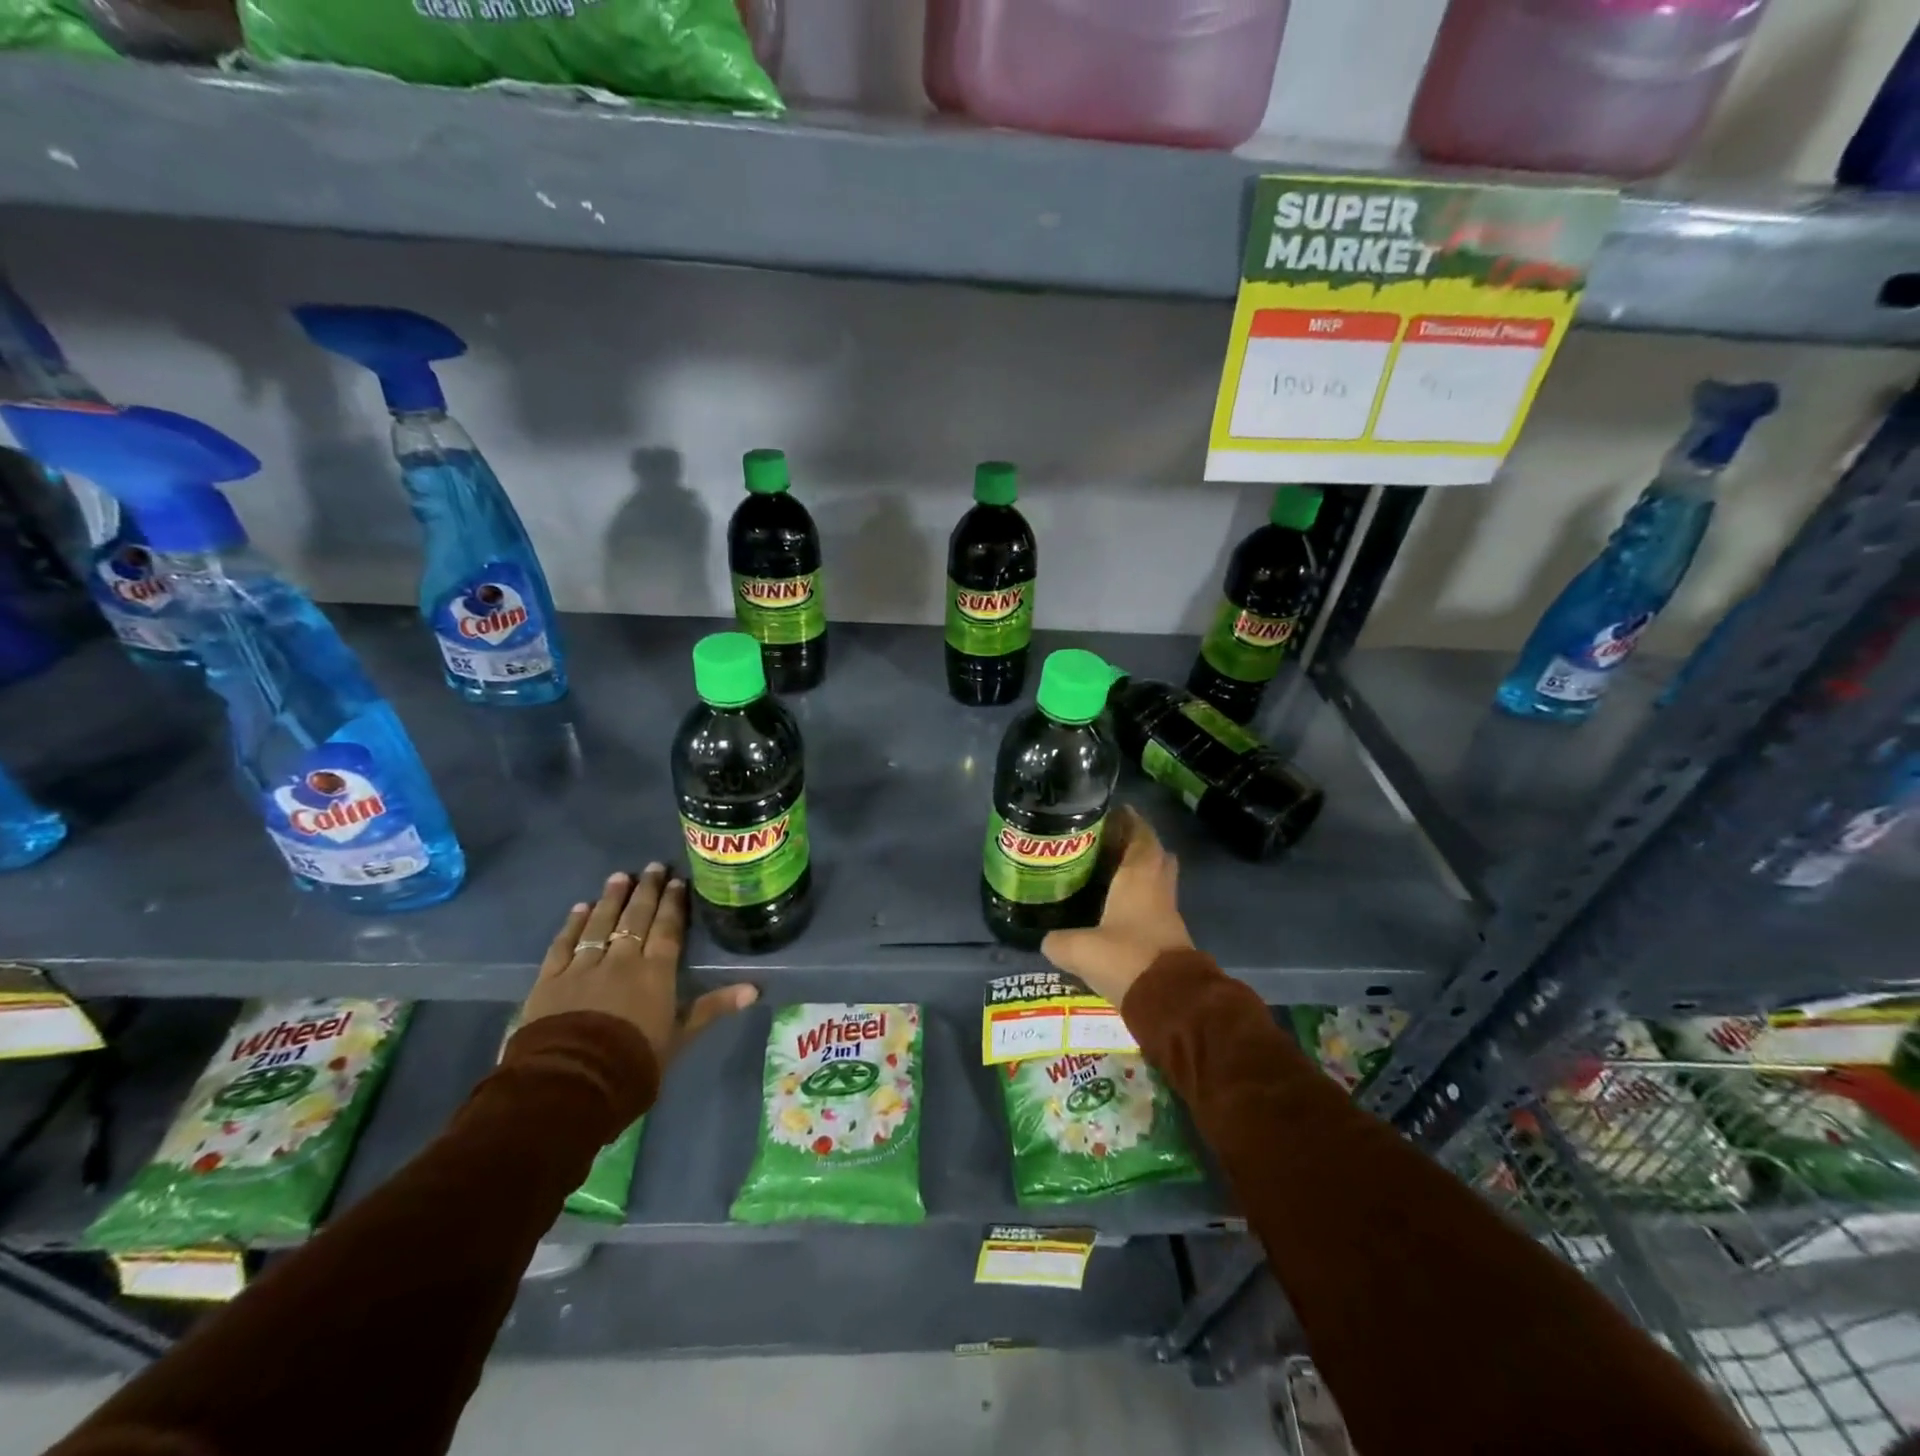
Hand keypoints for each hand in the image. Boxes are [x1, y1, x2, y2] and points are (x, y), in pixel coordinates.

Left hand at [521, 865, 756, 1068]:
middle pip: (636, 918)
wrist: (572, 1081)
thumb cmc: (634, 1061)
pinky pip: (564, 944)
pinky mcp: (550, 979)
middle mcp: (621, 960)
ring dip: (611, 898)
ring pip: (600, 923)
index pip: (667, 928)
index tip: (677, 881)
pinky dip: (573, 924)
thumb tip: (754, 989)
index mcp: (655, 972)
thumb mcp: (680, 1037)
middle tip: (653, 867)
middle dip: (646, 890)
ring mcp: (583, 966)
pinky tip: (580, 909)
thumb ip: (713, 1007)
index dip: (673, 904)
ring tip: (619, 876)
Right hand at [1042, 806, 1192, 1007]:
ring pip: (1158, 881)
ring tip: (1109, 875)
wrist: (1170, 1000)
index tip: (1115, 812)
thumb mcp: (1079, 949)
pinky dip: (1140, 900)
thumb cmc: (1126, 958)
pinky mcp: (1170, 936)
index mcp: (1139, 876)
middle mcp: (1157, 887)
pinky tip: (1117, 910)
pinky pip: (1155, 906)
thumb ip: (1058, 941)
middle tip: (1109, 844)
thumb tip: (1046, 940)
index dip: (1131, 821)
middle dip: (1138, 844)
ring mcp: (1168, 912)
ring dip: (1141, 874)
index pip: (1141, 835)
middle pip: (1155, 855)